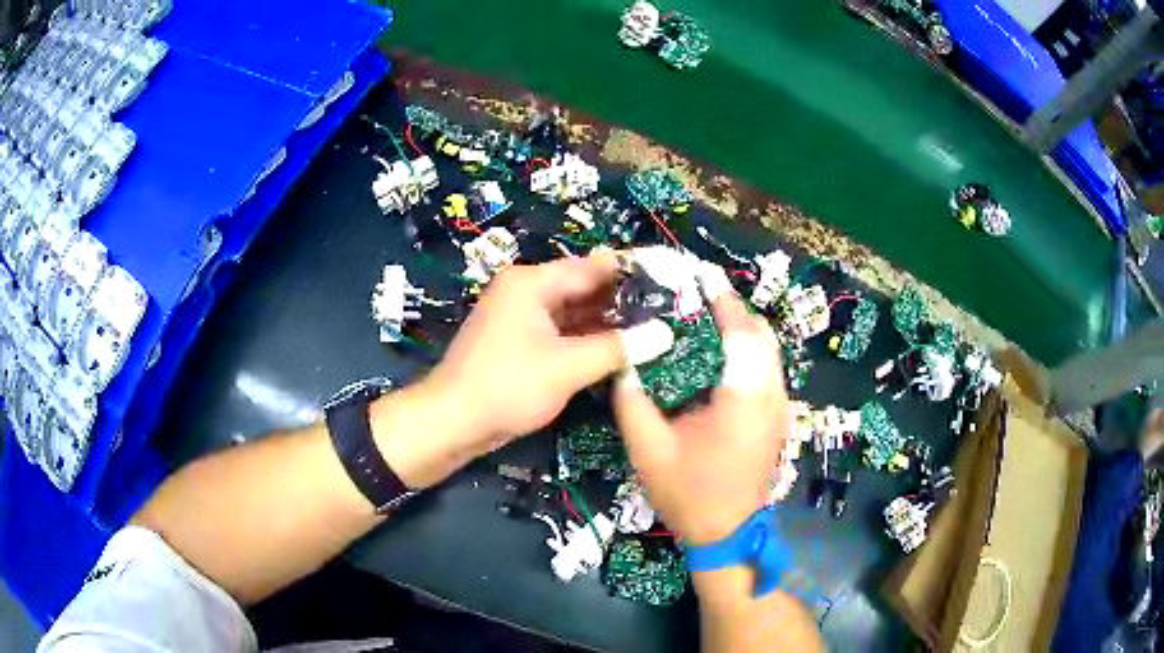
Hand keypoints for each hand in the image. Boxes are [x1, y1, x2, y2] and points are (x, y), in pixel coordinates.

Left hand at [376, 254, 672, 487]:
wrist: (452, 422)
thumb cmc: (507, 386)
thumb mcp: (567, 366)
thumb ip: (618, 347)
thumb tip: (665, 333)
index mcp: (532, 283)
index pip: (592, 267)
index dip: (631, 273)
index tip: (670, 281)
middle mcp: (526, 292)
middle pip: (583, 288)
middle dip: (623, 300)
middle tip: (668, 310)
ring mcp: (521, 319)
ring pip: (574, 313)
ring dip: (607, 322)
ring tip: (654, 329)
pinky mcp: (521, 344)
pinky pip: (562, 333)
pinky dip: (587, 340)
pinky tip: (619, 350)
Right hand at [613, 288, 787, 544]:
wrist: (726, 534)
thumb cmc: (689, 494)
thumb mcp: (648, 449)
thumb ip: (632, 400)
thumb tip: (625, 361)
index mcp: (743, 397)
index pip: (740, 332)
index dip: (720, 299)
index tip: (698, 276)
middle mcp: (770, 394)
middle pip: (761, 334)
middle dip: (731, 309)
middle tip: (695, 298)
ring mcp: (778, 406)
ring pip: (768, 351)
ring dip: (741, 329)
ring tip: (704, 320)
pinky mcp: (776, 417)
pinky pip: (766, 369)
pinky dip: (747, 351)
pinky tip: (718, 357)